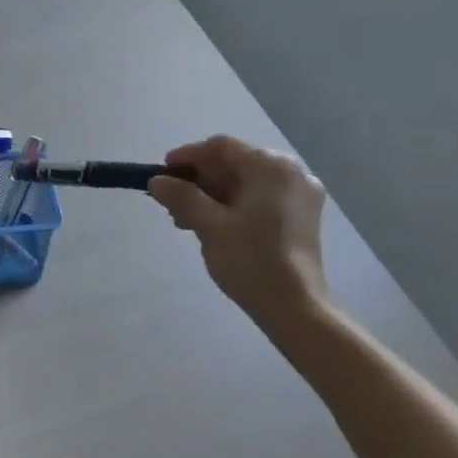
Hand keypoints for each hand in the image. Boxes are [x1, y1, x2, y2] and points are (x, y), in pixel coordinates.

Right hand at [149, 136, 330, 334]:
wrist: (295, 309)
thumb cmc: (251, 260)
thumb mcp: (209, 225)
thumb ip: (181, 197)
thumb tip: (156, 181)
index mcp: (272, 167)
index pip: (222, 148)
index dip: (188, 157)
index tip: (162, 173)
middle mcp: (292, 173)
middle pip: (235, 164)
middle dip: (199, 181)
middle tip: (172, 203)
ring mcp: (301, 196)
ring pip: (246, 183)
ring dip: (213, 196)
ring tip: (186, 220)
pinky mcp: (301, 217)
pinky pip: (260, 199)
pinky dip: (233, 206)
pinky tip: (212, 226)